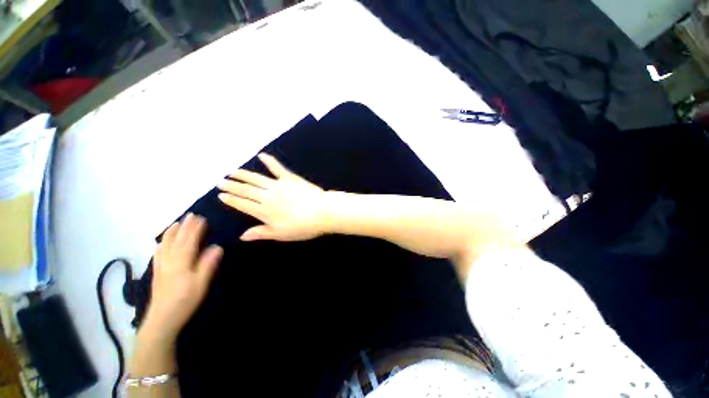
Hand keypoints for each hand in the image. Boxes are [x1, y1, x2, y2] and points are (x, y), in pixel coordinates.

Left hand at [143, 213, 222, 341]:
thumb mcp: (201, 284)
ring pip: (165, 245)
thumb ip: (208, 265)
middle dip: (184, 227)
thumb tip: (217, 247)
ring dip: (171, 233)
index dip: (195, 229)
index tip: (201, 218)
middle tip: (190, 215)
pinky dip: (161, 245)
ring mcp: (161, 267)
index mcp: (182, 262)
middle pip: (177, 240)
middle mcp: (170, 261)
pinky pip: (158, 255)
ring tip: (176, 223)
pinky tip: (160, 243)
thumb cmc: (185, 301)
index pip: (189, 241)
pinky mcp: (157, 273)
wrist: (162, 320)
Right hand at [218, 153, 326, 241]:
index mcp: (264, 211)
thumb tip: (242, 236)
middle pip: (246, 190)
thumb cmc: (302, 226)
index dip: (231, 200)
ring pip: (256, 178)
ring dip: (243, 174)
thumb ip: (261, 233)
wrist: (322, 212)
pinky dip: (269, 161)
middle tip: (221, 182)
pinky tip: (261, 155)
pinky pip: (277, 168)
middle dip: (232, 186)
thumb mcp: (281, 234)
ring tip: (232, 171)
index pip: (242, 204)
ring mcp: (279, 185)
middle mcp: (267, 196)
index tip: (220, 195)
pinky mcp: (290, 178)